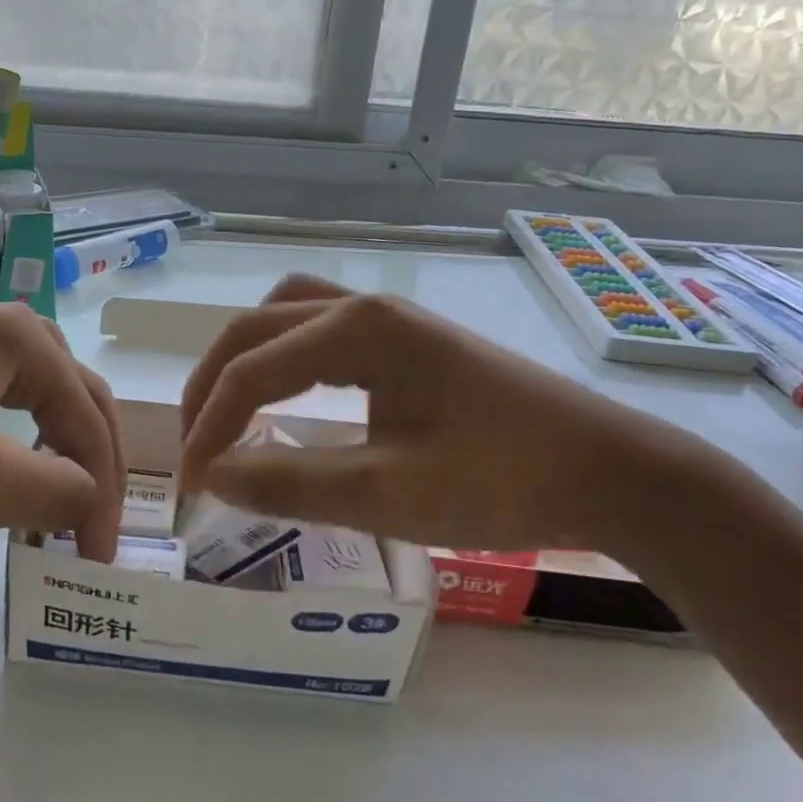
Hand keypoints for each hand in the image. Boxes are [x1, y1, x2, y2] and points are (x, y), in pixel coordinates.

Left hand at [0, 301, 124, 559]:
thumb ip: (58, 492)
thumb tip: (91, 499)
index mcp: (26, 339)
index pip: (90, 423)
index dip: (104, 495)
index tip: (97, 560)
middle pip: (71, 396)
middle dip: (88, 462)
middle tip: (88, 523)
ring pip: (27, 393)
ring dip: (50, 445)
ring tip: (48, 496)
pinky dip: (5, 435)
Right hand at [178, 274, 717, 563]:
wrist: (612, 472)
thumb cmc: (502, 481)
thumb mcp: (386, 494)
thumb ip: (291, 482)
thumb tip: (213, 477)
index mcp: (358, 329)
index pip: (253, 369)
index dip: (209, 426)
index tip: (190, 485)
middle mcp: (367, 307)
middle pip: (259, 327)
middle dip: (214, 383)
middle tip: (197, 443)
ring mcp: (392, 319)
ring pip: (289, 315)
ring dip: (248, 358)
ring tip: (229, 410)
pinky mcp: (411, 340)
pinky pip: (323, 331)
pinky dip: (287, 357)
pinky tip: (291, 393)